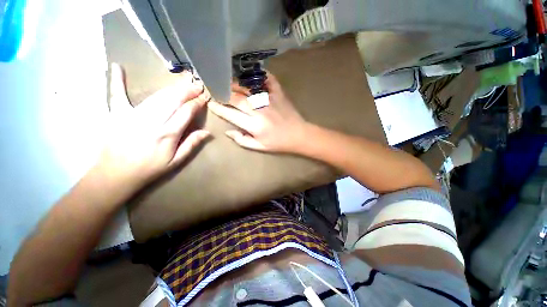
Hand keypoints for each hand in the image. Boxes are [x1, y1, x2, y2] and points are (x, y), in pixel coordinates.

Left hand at [95, 63, 209, 189]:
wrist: (115, 175)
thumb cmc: (149, 169)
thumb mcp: (175, 161)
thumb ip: (191, 145)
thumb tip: (207, 132)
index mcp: (167, 134)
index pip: (186, 112)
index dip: (196, 103)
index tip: (204, 97)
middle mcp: (152, 121)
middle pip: (172, 100)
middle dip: (187, 91)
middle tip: (196, 85)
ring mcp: (132, 115)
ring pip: (155, 96)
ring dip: (170, 88)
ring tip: (182, 83)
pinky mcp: (116, 114)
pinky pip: (116, 95)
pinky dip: (116, 81)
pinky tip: (117, 67)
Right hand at [208, 72, 307, 152]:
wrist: (299, 136)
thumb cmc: (279, 143)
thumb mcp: (259, 147)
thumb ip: (242, 140)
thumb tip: (227, 131)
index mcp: (254, 126)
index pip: (231, 114)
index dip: (218, 108)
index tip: (211, 103)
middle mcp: (259, 110)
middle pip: (237, 98)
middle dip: (224, 93)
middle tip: (217, 90)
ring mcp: (269, 100)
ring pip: (248, 88)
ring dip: (236, 84)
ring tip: (229, 83)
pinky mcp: (279, 94)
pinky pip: (269, 80)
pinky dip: (261, 74)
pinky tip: (254, 73)